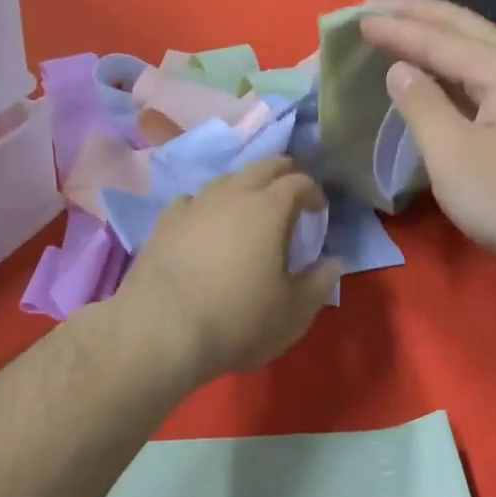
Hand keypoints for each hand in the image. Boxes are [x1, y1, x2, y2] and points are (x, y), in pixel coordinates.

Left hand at [114, 157, 340, 388]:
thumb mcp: (293, 312)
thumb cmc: (238, 320)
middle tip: (292, 192)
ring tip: (250, 207)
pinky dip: (208, 206)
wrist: (161, 330)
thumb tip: (334, 262)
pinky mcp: (165, 221)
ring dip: (245, 186)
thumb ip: (319, 283)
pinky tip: (206, 223)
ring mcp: (195, 204)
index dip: (313, 192)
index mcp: (269, 208)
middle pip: (263, 166)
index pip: (299, 182)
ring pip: (227, 179)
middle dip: (283, 174)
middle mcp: (232, 194)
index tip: (319, 210)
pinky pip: (194, 200)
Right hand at [360, 0, 495, 279]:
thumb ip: (423, 106)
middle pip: (467, 28)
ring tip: (401, 26)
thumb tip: (400, 69)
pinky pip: (485, 75)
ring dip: (438, 34)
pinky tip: (437, 71)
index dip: (398, 29)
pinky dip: (453, 64)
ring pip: (479, 48)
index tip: (357, 19)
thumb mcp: (454, 157)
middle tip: (375, 5)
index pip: (442, 39)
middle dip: (420, 13)